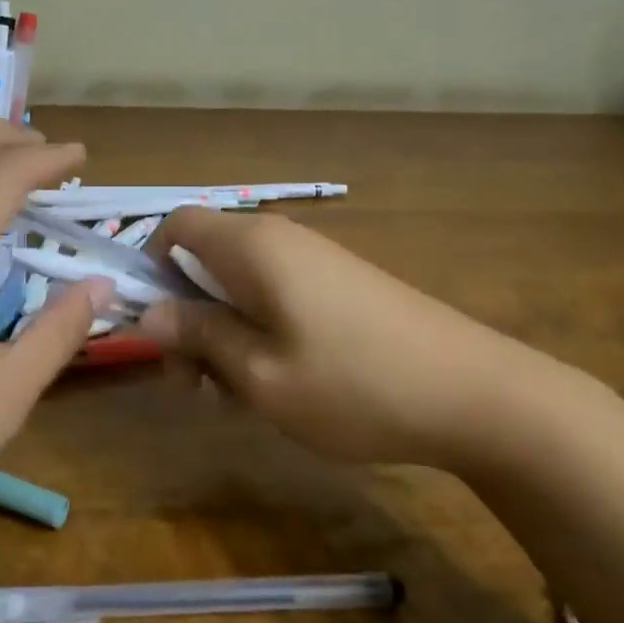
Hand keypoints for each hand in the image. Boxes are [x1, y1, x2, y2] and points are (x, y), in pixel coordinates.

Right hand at [136, 208, 539, 467]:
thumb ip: (198, 334)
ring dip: (223, 334)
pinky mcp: (340, 285)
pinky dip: (259, 334)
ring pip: (239, 286)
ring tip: (239, 398)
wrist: (474, 393)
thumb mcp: (259, 372)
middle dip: (187, 318)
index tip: (159, 329)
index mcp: (252, 246)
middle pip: (204, 260)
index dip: (152, 268)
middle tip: (196, 387)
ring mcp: (315, 261)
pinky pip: (276, 297)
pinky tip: (280, 386)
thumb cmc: (353, 384)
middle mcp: (280, 239)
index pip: (176, 224)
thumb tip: (149, 312)